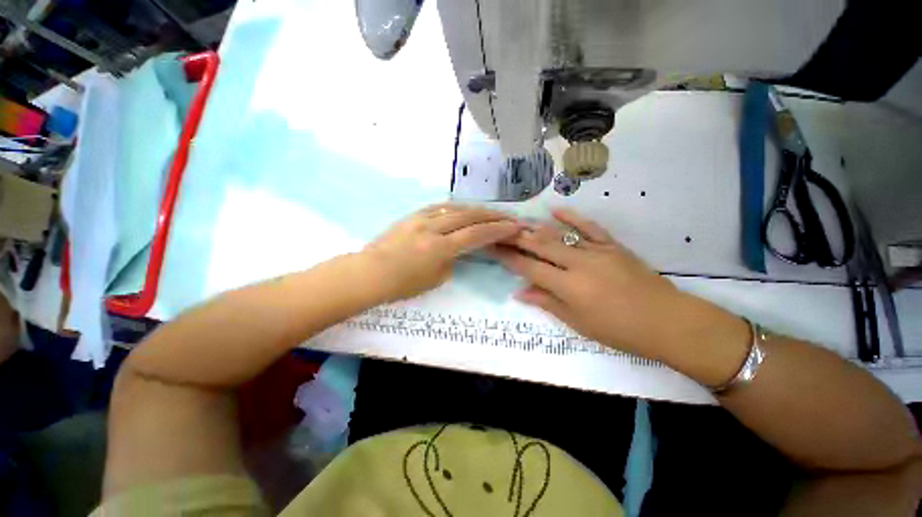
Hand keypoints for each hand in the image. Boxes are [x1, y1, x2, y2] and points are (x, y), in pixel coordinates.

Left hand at [363, 203, 521, 301]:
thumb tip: (456, 250)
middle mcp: (434, 228)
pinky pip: (439, 206)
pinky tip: (463, 209)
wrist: (370, 272)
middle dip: (492, 216)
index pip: (476, 235)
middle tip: (508, 216)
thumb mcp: (435, 279)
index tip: (514, 226)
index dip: (497, 230)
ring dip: (475, 209)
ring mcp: (422, 218)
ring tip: (489, 212)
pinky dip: (455, 207)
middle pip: (469, 216)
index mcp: (441, 247)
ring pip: (455, 208)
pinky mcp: (412, 215)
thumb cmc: (402, 284)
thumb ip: (451, 261)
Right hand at [490, 208, 686, 357]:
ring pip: (559, 234)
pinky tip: (555, 210)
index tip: (493, 248)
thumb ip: (547, 303)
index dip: (508, 257)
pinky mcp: (612, 246)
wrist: (668, 321)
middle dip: (515, 237)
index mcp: (568, 286)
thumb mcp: (578, 323)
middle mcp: (578, 263)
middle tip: (498, 230)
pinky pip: (589, 227)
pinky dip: (572, 217)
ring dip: (535, 227)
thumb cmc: (619, 330)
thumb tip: (520, 292)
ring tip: (516, 221)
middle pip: (540, 246)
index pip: (529, 268)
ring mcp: (597, 251)